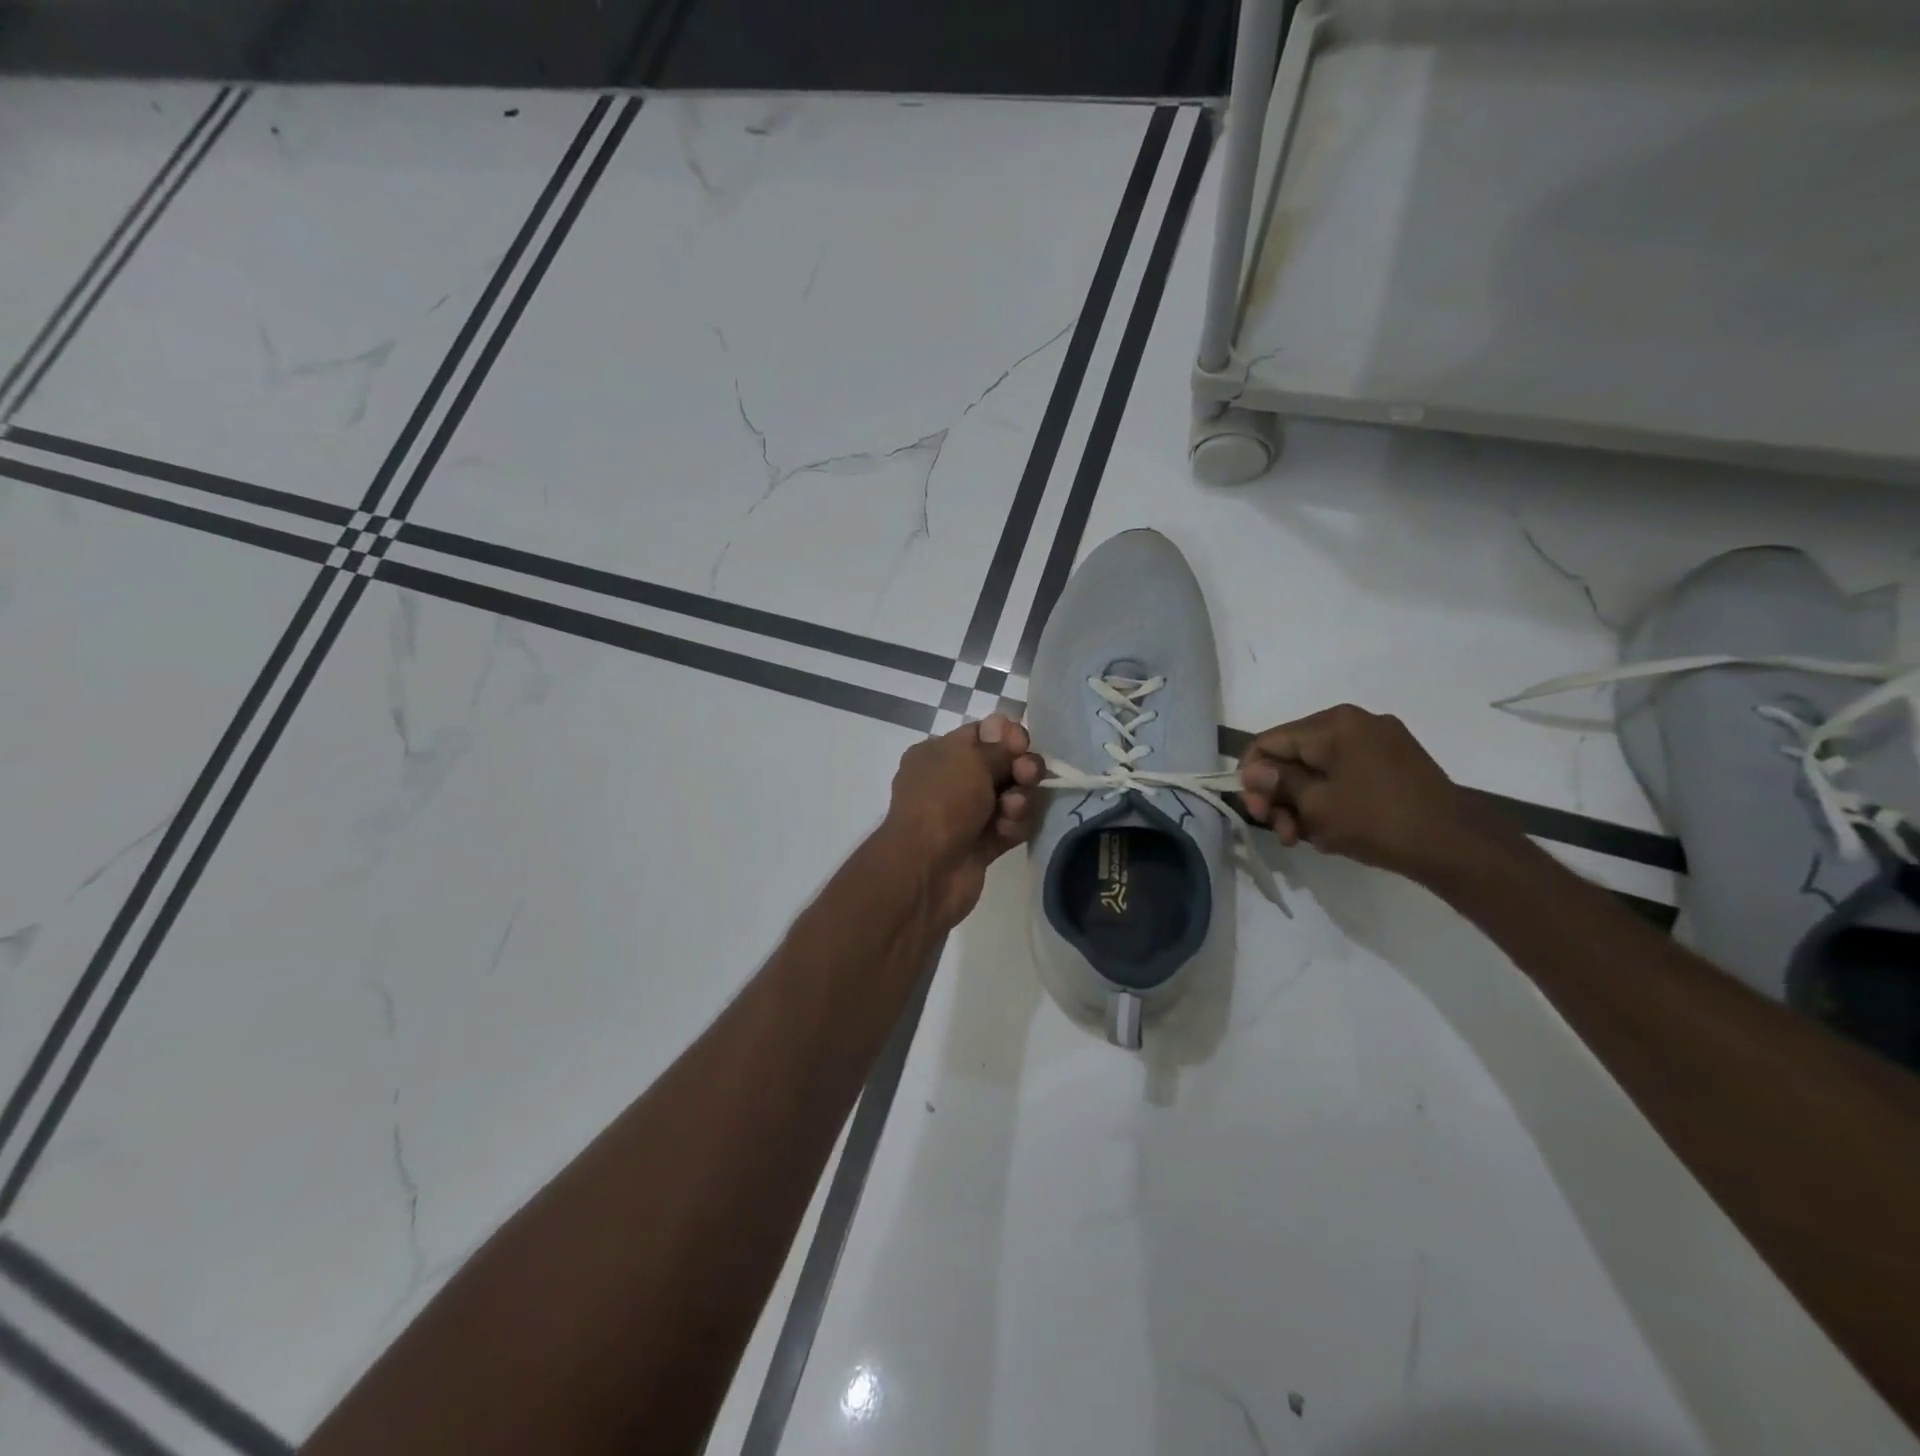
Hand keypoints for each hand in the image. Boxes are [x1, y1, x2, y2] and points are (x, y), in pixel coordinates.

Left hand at [883, 714, 1045, 928]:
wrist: (926, 868)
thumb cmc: (943, 801)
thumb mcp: (971, 760)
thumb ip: (1000, 747)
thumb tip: (1012, 741)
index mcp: (938, 754)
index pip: (982, 734)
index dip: (1006, 735)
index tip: (1021, 743)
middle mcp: (951, 781)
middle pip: (1001, 765)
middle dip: (1020, 767)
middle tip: (1026, 774)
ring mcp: (966, 815)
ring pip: (1010, 797)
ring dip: (1019, 799)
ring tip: (1013, 808)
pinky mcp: (981, 844)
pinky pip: (1009, 826)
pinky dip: (1013, 826)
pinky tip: (1007, 830)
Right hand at [1237, 704, 1498, 882]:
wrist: (1457, 846)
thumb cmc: (1378, 821)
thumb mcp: (1316, 805)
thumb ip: (1278, 783)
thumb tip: (1252, 771)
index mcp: (1333, 724)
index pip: (1270, 741)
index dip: (1252, 776)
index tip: (1257, 813)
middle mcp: (1356, 722)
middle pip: (1294, 755)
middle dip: (1281, 795)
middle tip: (1282, 834)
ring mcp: (1380, 742)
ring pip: (1319, 768)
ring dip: (1303, 803)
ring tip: (1306, 839)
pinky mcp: (1396, 763)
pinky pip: (1345, 774)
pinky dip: (1330, 798)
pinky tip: (1331, 829)